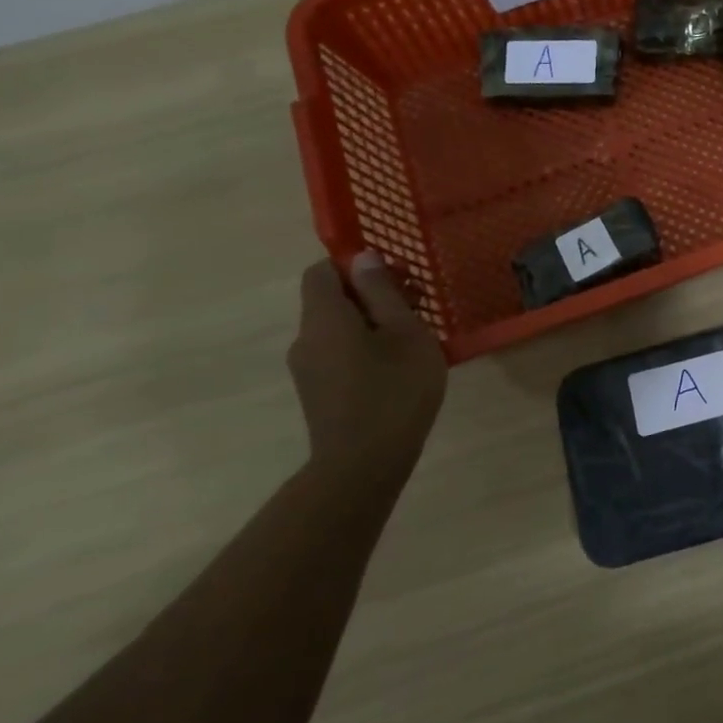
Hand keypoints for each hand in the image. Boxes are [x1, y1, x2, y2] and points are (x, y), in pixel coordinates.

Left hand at [288, 253, 446, 470]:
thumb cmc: (394, 390)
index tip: (396, 277)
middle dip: (372, 294)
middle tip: (417, 305)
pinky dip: (365, 348)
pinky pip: (338, 354)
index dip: (355, 265)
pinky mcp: (318, 393)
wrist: (364, 465)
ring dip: (372, 323)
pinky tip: (398, 368)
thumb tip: (363, 258)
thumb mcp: (405, 333)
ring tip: (414, 339)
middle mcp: (306, 339)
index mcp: (324, 318)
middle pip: (331, 300)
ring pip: (337, 329)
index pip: (322, 271)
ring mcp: (308, 369)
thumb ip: (383, 292)